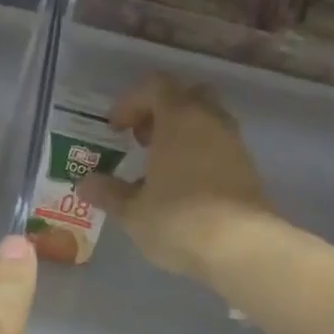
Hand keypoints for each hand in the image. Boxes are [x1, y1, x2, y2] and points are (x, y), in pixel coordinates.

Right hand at [78, 74, 276, 280]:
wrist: (242, 248)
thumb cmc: (179, 220)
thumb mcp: (133, 211)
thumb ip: (109, 193)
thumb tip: (85, 184)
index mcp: (179, 118)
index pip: (155, 86)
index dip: (130, 102)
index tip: (114, 129)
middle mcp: (210, 121)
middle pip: (186, 97)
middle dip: (160, 112)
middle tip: (141, 140)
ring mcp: (234, 144)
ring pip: (206, 122)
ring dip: (181, 135)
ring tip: (159, 168)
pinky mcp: (248, 169)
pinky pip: (218, 147)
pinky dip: (199, 155)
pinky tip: (183, 187)